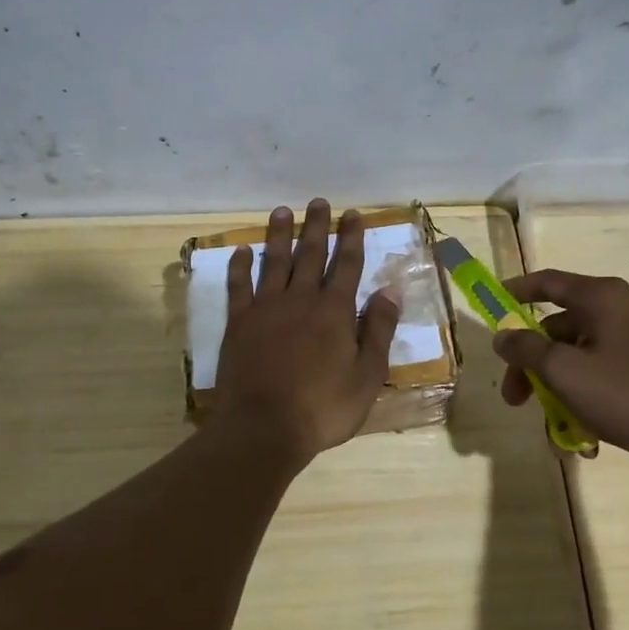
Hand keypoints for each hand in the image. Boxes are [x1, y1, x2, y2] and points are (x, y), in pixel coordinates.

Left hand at [211, 200, 400, 461]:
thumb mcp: (367, 376)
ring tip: (282, 212)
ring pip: (274, 261)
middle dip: (317, 226)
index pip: (346, 264)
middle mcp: (301, 299)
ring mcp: (266, 308)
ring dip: (279, 235)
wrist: (263, 428)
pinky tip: (241, 251)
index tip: (352, 214)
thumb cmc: (323, 407)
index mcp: (335, 311)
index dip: (351, 238)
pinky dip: (240, 266)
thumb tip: (390, 290)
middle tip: (318, 202)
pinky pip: (239, 286)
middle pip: (310, 254)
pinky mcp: (238, 323)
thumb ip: (379, 330)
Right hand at [493, 269, 628, 466]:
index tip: (492, 303)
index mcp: (602, 297)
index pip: (548, 282)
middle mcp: (620, 307)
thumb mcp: (563, 371)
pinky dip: (582, 391)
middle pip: (558, 326)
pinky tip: (578, 429)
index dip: (516, 291)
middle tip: (514, 397)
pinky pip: (600, 368)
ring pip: (577, 353)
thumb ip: (525, 349)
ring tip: (550, 426)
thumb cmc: (624, 394)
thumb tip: (502, 336)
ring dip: (555, 385)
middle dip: (531, 363)